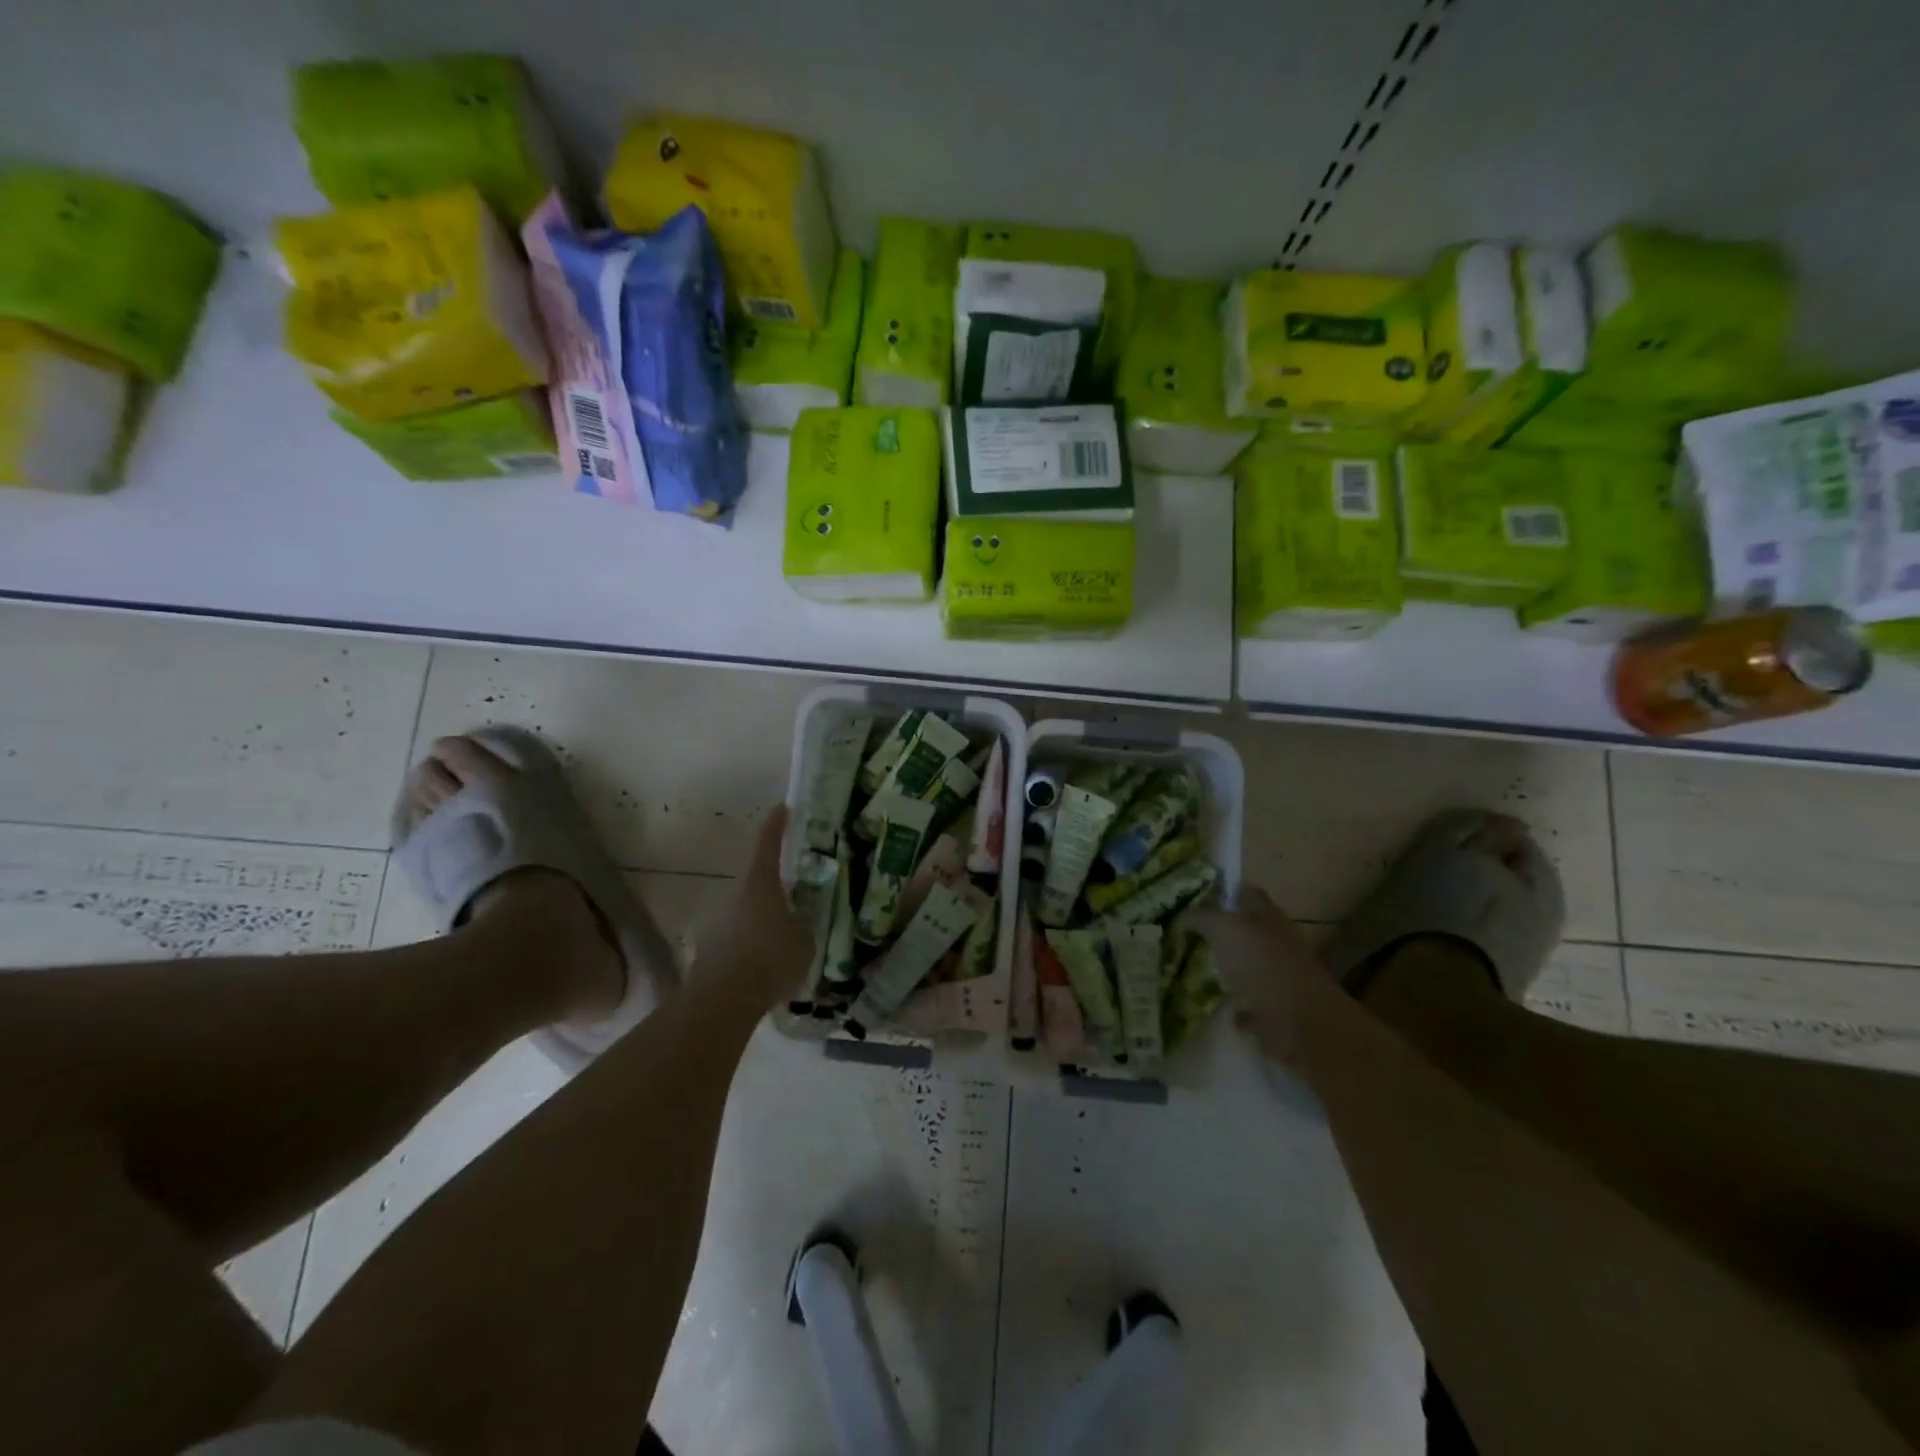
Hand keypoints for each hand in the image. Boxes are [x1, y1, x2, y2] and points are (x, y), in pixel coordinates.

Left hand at [692, 806, 811, 1007]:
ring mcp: (717, 919)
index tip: (783, 809)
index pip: (767, 842)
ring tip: (785, 932)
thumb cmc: (770, 958)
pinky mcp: (709, 946)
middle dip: (775, 882)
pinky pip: (737, 934)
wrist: (722, 1000)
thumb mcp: (804, 939)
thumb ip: (802, 923)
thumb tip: (798, 921)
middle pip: (756, 877)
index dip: (777, 824)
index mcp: (760, 882)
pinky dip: (752, 939)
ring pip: (746, 907)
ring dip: (763, 915)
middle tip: (797, 889)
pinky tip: (767, 960)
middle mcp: (734, 893)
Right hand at [1190, 886, 1341, 1068]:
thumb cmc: (1259, 961)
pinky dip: (1241, 1009)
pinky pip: (1255, 1007)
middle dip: (1227, 934)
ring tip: (1203, 972)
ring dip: (1234, 970)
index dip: (1226, 894)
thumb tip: (1181, 918)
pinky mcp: (1280, 1012)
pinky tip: (1224, 1009)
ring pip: (1253, 968)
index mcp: (1268, 917)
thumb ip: (1200, 918)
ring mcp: (1281, 978)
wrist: (1298, 1018)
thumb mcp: (1222, 927)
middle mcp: (1278, 943)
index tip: (1200, 901)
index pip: (1248, 894)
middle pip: (1251, 932)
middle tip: (1194, 937)